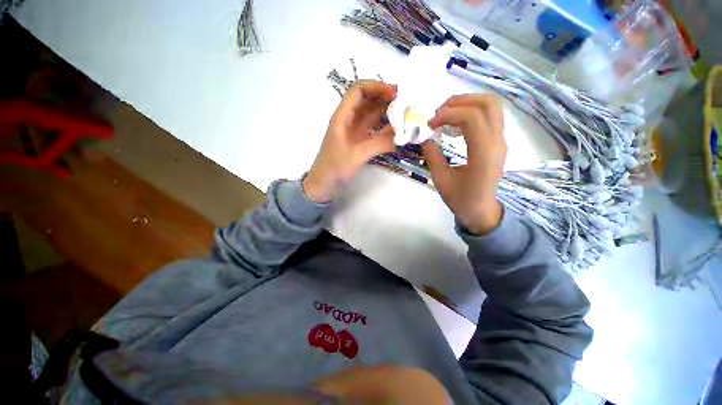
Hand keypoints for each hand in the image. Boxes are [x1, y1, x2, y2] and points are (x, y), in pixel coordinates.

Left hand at [304, 81, 396, 201]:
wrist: (323, 186)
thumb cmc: (334, 169)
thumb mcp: (356, 155)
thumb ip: (379, 144)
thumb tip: (403, 136)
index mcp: (342, 117)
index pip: (358, 90)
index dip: (376, 87)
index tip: (395, 94)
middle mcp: (349, 120)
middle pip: (368, 101)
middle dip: (386, 99)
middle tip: (407, 104)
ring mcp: (355, 132)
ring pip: (373, 116)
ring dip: (388, 115)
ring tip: (406, 117)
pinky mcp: (360, 142)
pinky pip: (375, 131)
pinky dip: (386, 130)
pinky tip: (398, 132)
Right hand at [422, 94, 506, 234]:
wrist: (481, 210)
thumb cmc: (460, 199)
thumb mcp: (441, 179)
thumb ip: (432, 155)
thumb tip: (423, 136)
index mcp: (483, 155)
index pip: (472, 118)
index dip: (448, 114)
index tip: (429, 124)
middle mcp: (497, 143)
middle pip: (488, 103)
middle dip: (459, 101)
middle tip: (438, 113)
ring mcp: (501, 140)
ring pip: (492, 106)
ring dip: (467, 103)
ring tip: (446, 114)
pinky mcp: (498, 141)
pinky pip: (490, 115)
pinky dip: (471, 111)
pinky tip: (456, 123)